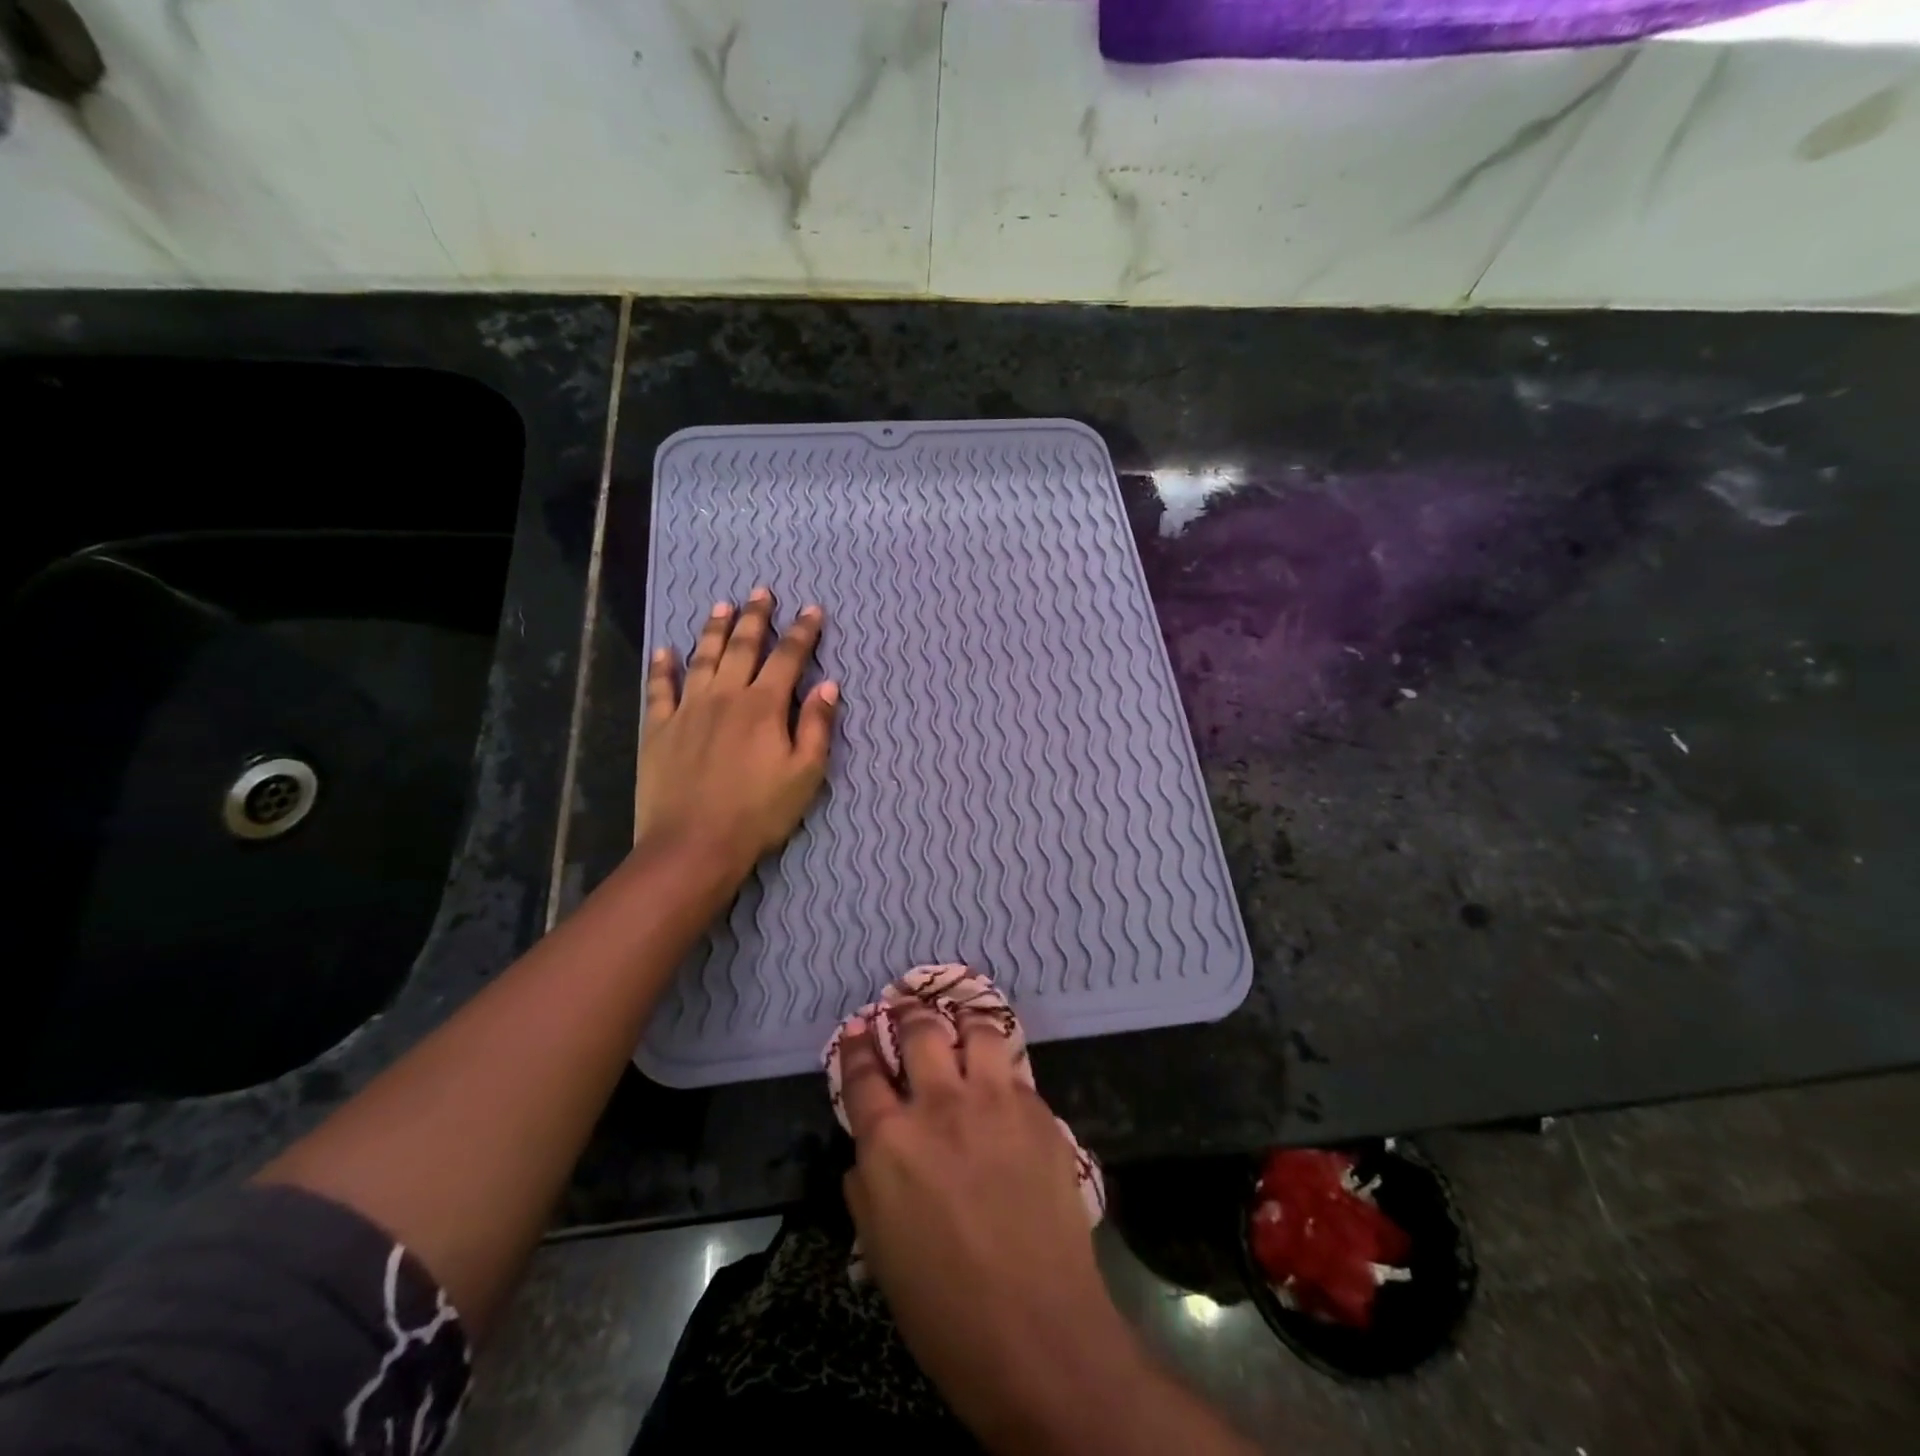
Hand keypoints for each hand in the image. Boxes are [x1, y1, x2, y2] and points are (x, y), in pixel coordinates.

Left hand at [636, 587, 836, 878]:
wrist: (694, 845)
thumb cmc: (759, 813)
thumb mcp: (805, 774)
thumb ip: (817, 726)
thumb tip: (829, 685)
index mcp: (763, 706)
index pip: (788, 658)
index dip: (802, 632)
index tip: (812, 610)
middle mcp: (725, 696)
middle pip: (742, 647)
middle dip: (755, 617)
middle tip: (761, 592)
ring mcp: (687, 710)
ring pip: (702, 658)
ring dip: (713, 629)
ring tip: (721, 605)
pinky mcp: (657, 729)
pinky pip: (659, 689)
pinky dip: (663, 667)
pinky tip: (666, 650)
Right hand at [838, 1004, 1143, 1449]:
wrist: (1037, 1331)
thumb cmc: (944, 1308)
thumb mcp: (880, 1250)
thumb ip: (867, 1187)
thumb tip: (869, 1152)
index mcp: (889, 1141)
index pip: (862, 1074)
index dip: (856, 1045)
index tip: (858, 1027)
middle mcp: (939, 1104)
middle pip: (920, 1031)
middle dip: (909, 1013)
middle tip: (907, 1006)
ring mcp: (993, 1101)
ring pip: (976, 1029)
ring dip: (963, 1021)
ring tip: (960, 1022)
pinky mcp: (1037, 1110)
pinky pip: (1015, 1070)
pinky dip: (1001, 1065)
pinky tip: (1001, 1079)